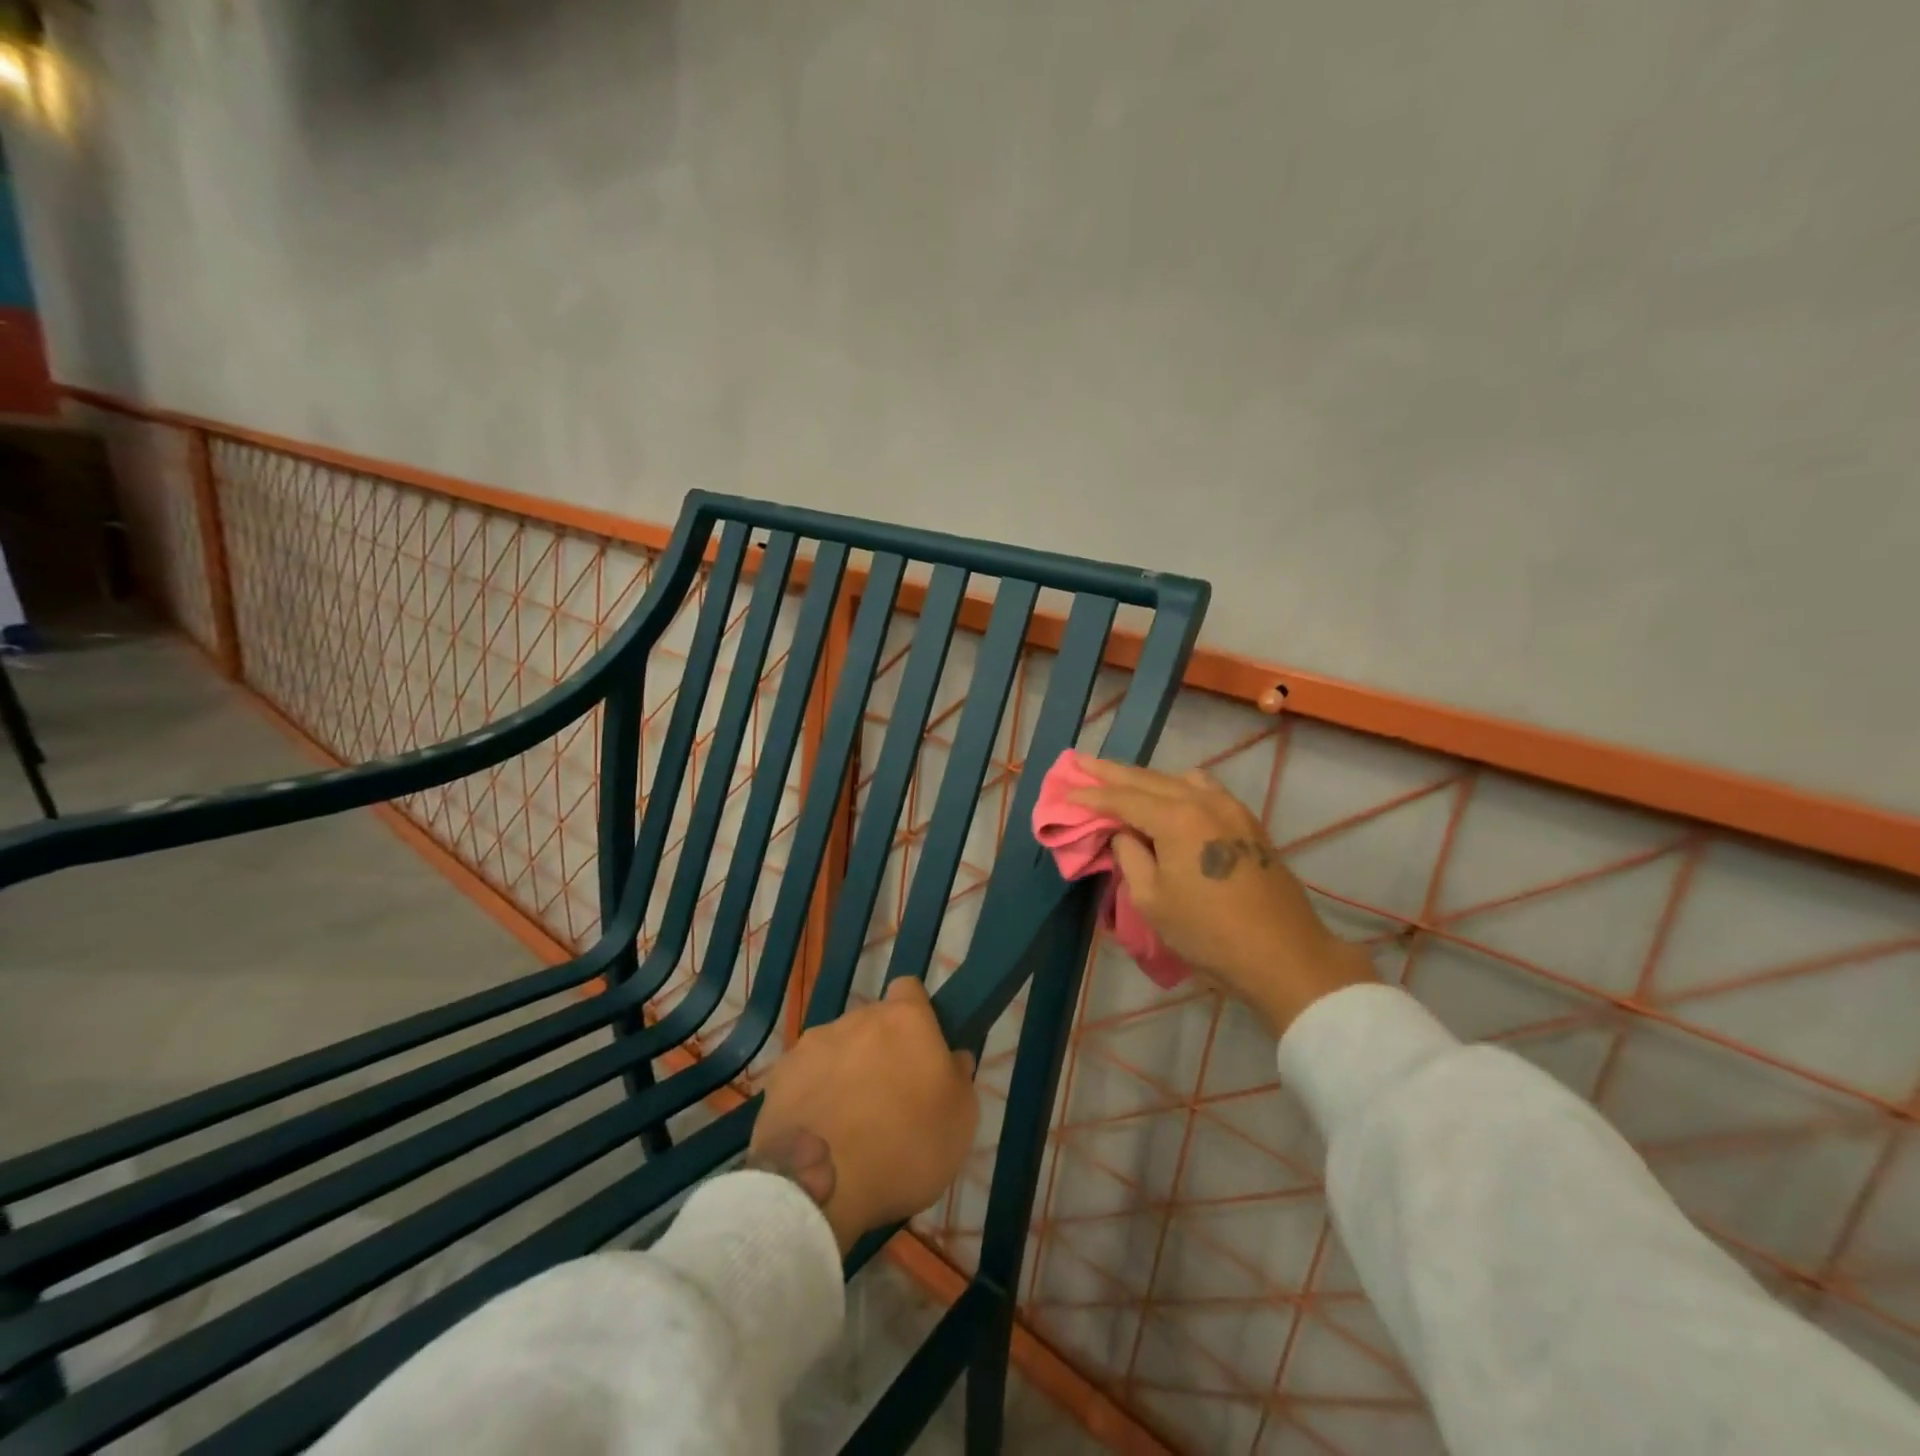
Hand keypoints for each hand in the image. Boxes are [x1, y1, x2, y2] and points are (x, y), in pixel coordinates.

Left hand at [748, 977, 978, 1254]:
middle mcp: (857, 1018)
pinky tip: (816, 1131)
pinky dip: (812, 1094)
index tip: (922, 1050)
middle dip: (880, 1049)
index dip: (917, 1015)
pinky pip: (804, 1075)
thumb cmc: (905, 1147)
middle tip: (888, 1095)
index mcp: (905, 1019)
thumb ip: (958, 1077)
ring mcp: (812, 1044)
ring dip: (845, 1070)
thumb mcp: (961, 1120)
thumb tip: (951, 1057)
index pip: (910, 990)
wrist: (820, 1184)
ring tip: (847, 1120)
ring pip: (837, 1047)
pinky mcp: (779, 1075)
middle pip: (872, 1022)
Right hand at [1072, 759, 1374, 1033]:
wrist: (1283, 956)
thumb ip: (1130, 856)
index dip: (1092, 796)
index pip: (1123, 798)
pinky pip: (1204, 791)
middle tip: (1082, 762)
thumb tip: (1123, 833)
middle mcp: (1206, 801)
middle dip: (1113, 772)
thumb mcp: (1152, 899)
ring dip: (1147, 779)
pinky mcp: (1248, 824)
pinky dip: (1177, 788)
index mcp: (1178, 817)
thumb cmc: (1208, 932)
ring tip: (1121, 781)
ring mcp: (1232, 809)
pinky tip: (1167, 797)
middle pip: (1150, 779)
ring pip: (1180, 780)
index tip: (1066, 791)